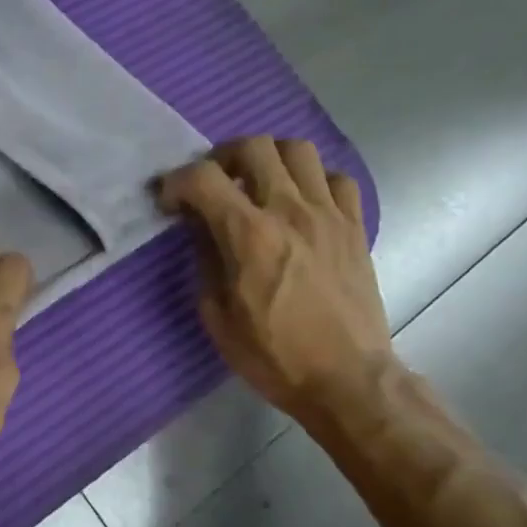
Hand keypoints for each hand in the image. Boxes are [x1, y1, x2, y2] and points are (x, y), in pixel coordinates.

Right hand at [159, 137, 390, 424]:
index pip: (203, 177)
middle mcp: (290, 211)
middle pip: (254, 146)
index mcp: (249, 235)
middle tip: (215, 183)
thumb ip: (205, 261)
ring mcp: (328, 215)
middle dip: (222, 157)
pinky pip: (337, 179)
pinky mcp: (355, 227)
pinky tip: (302, 203)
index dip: (177, 181)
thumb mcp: (217, 316)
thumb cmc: (274, 355)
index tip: (171, 202)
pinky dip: (314, 181)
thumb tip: (202, 228)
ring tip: (259, 184)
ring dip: (270, 159)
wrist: (347, 379)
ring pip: (299, 150)